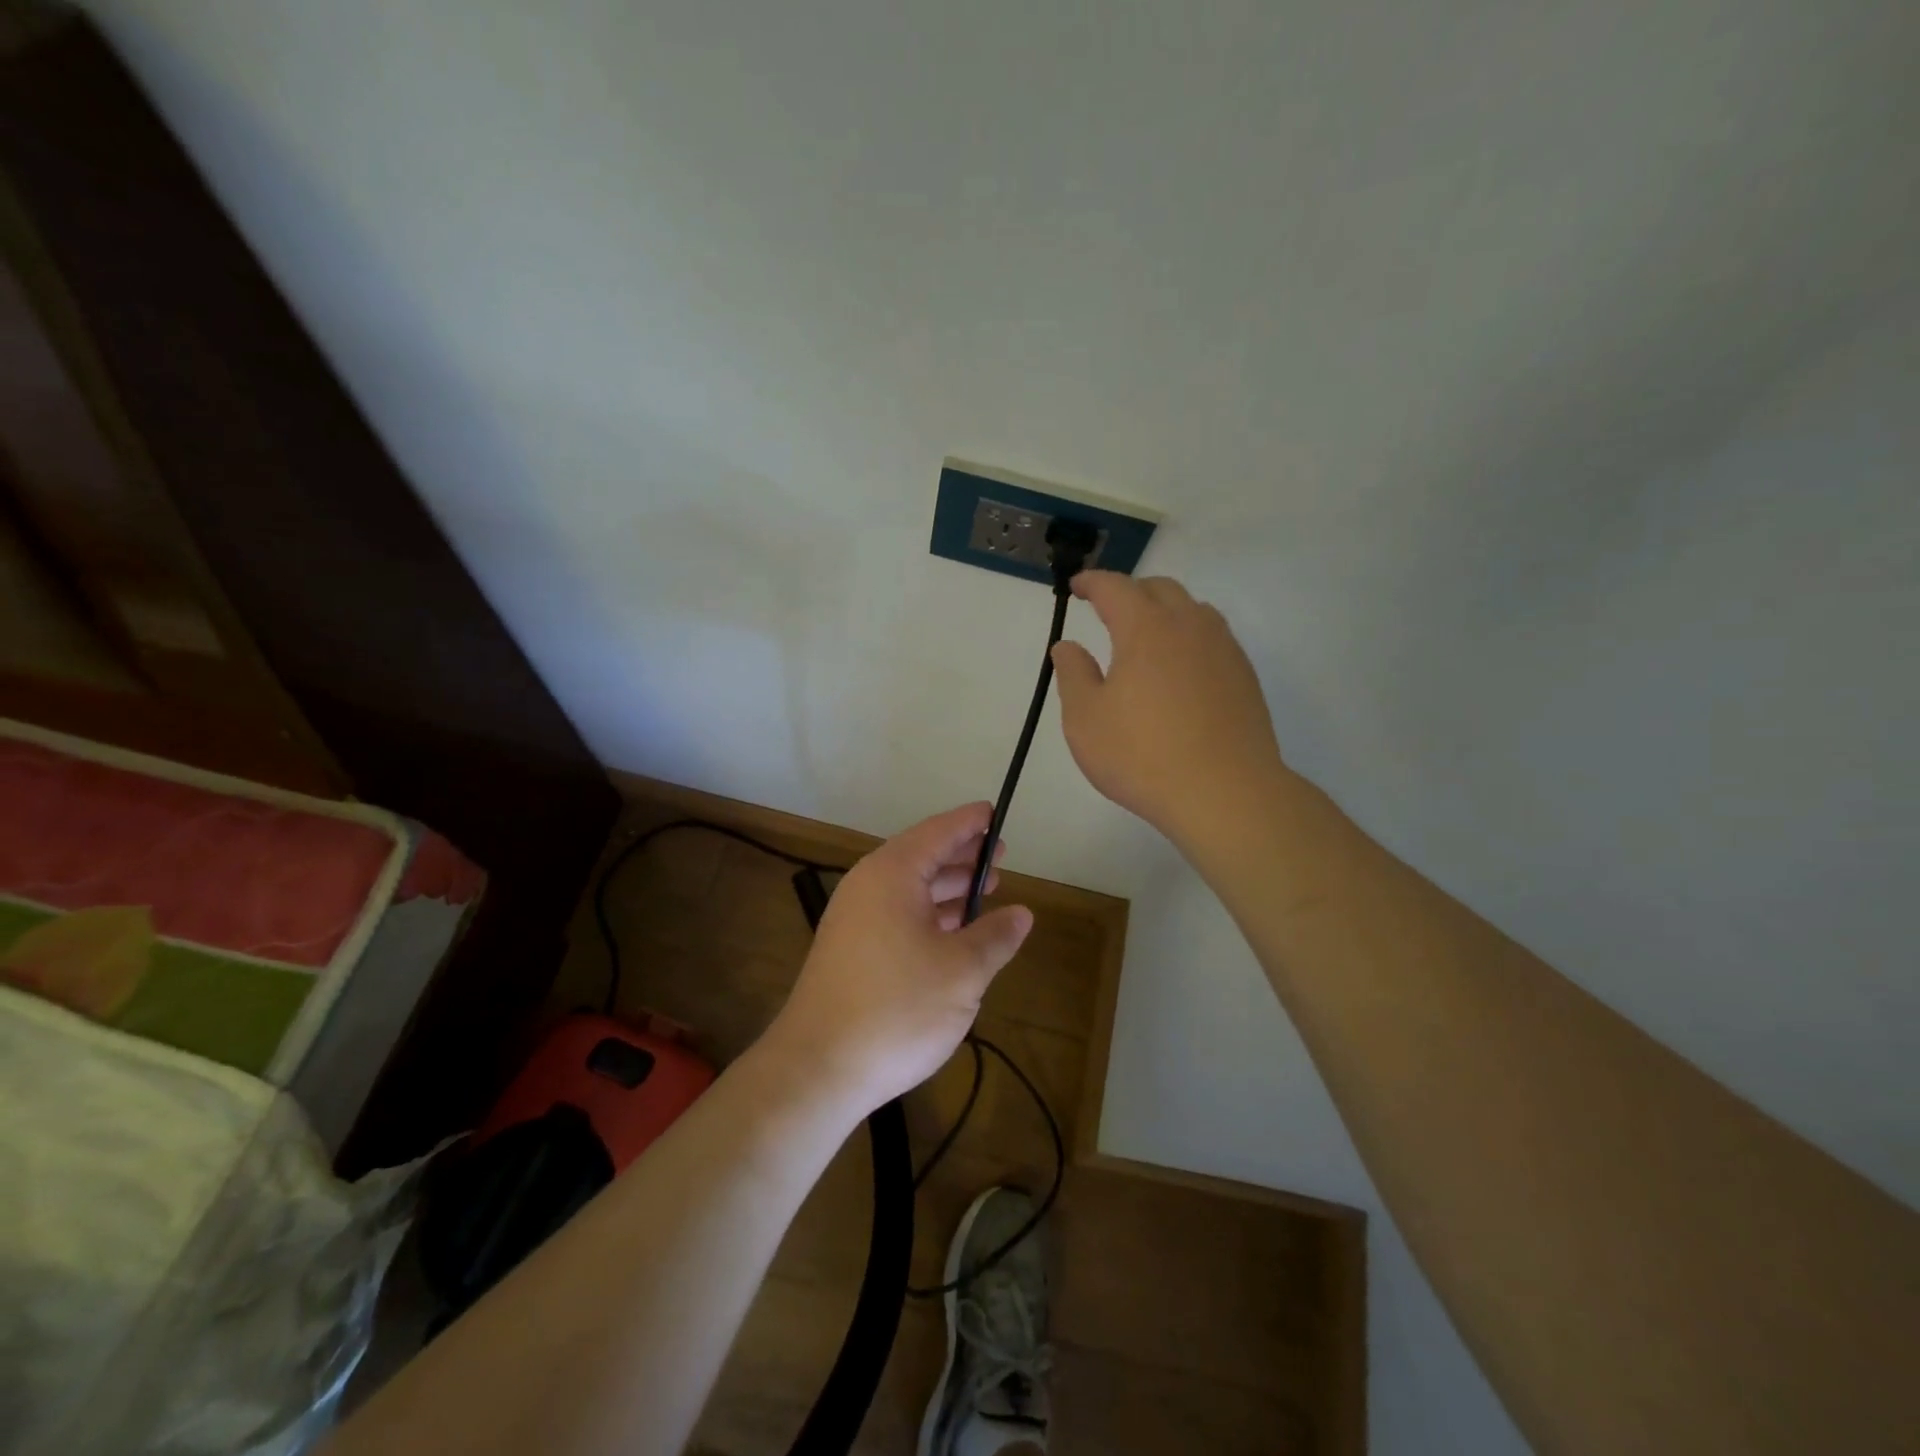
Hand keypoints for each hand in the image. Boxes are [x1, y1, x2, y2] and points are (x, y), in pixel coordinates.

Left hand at [761, 803, 1033, 1112]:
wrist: (818, 1068)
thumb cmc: (897, 1007)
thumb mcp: (962, 971)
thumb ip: (995, 936)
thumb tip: (1022, 914)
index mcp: (892, 874)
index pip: (939, 832)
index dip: (971, 823)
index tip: (995, 813)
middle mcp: (868, 886)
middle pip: (922, 857)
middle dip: (963, 858)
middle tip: (1001, 859)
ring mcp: (854, 919)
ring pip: (910, 889)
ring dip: (948, 889)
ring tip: (985, 892)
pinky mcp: (849, 950)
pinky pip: (897, 915)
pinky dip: (929, 915)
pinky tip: (953, 933)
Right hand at [1052, 572, 1285, 847]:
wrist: (1225, 793)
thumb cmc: (1142, 756)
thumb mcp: (1086, 720)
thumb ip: (1073, 675)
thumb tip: (1068, 647)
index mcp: (1146, 629)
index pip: (1115, 588)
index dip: (1092, 582)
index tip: (1076, 587)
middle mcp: (1189, 626)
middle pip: (1160, 589)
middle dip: (1130, 591)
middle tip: (1108, 609)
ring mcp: (1223, 649)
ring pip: (1193, 610)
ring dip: (1165, 610)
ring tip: (1147, 635)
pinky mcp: (1244, 676)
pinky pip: (1212, 638)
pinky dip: (1189, 637)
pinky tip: (1180, 669)